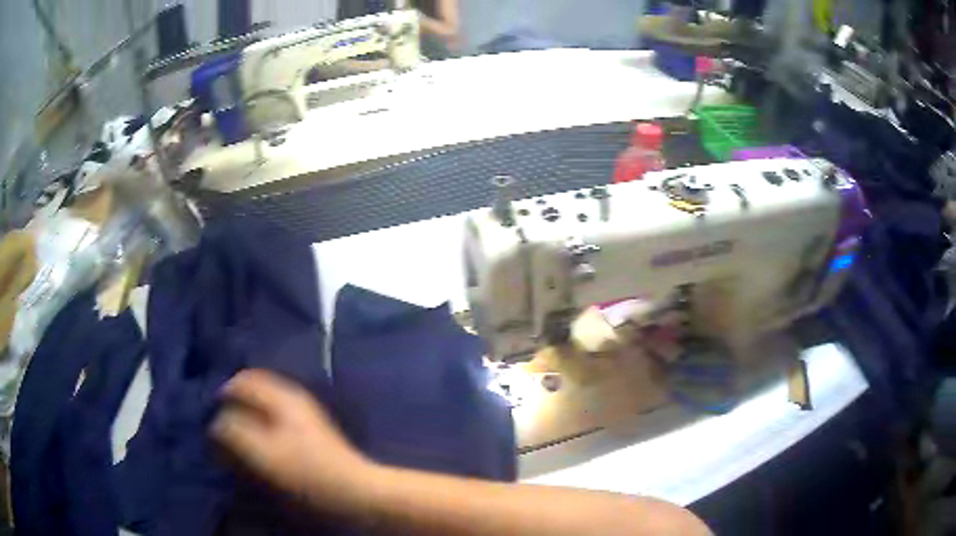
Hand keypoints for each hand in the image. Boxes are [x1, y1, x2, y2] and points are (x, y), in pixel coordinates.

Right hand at [211, 369, 372, 509]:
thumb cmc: (307, 472)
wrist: (355, 490)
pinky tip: (259, 446)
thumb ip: (233, 432)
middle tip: (222, 428)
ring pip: (265, 406)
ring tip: (237, 439)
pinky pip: (276, 420)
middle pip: (254, 390)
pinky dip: (261, 428)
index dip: (222, 395)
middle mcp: (294, 397)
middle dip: (234, 406)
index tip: (210, 416)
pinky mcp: (310, 432)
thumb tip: (215, 423)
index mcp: (282, 395)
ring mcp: (304, 414)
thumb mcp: (262, 453)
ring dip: (247, 418)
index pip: (242, 379)